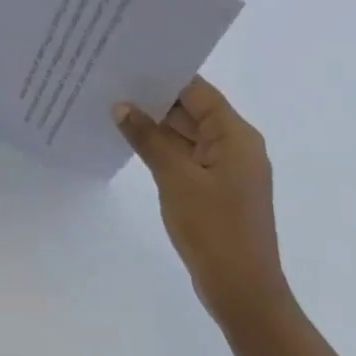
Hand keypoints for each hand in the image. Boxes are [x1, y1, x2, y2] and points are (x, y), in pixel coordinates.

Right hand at [112, 77, 289, 329]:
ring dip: (156, 124)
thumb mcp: (175, 178)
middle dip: (154, 98)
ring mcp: (226, 169)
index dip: (163, 76)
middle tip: (111, 82)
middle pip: (192, 109)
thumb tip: (121, 106)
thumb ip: (147, 138)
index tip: (127, 63)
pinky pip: (186, 155)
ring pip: (187, 133)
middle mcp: (236, 145)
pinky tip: (132, 141)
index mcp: (236, 136)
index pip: (197, 91)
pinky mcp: (216, 189)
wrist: (243, 293)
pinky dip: (162, 147)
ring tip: (113, 106)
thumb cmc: (214, 229)